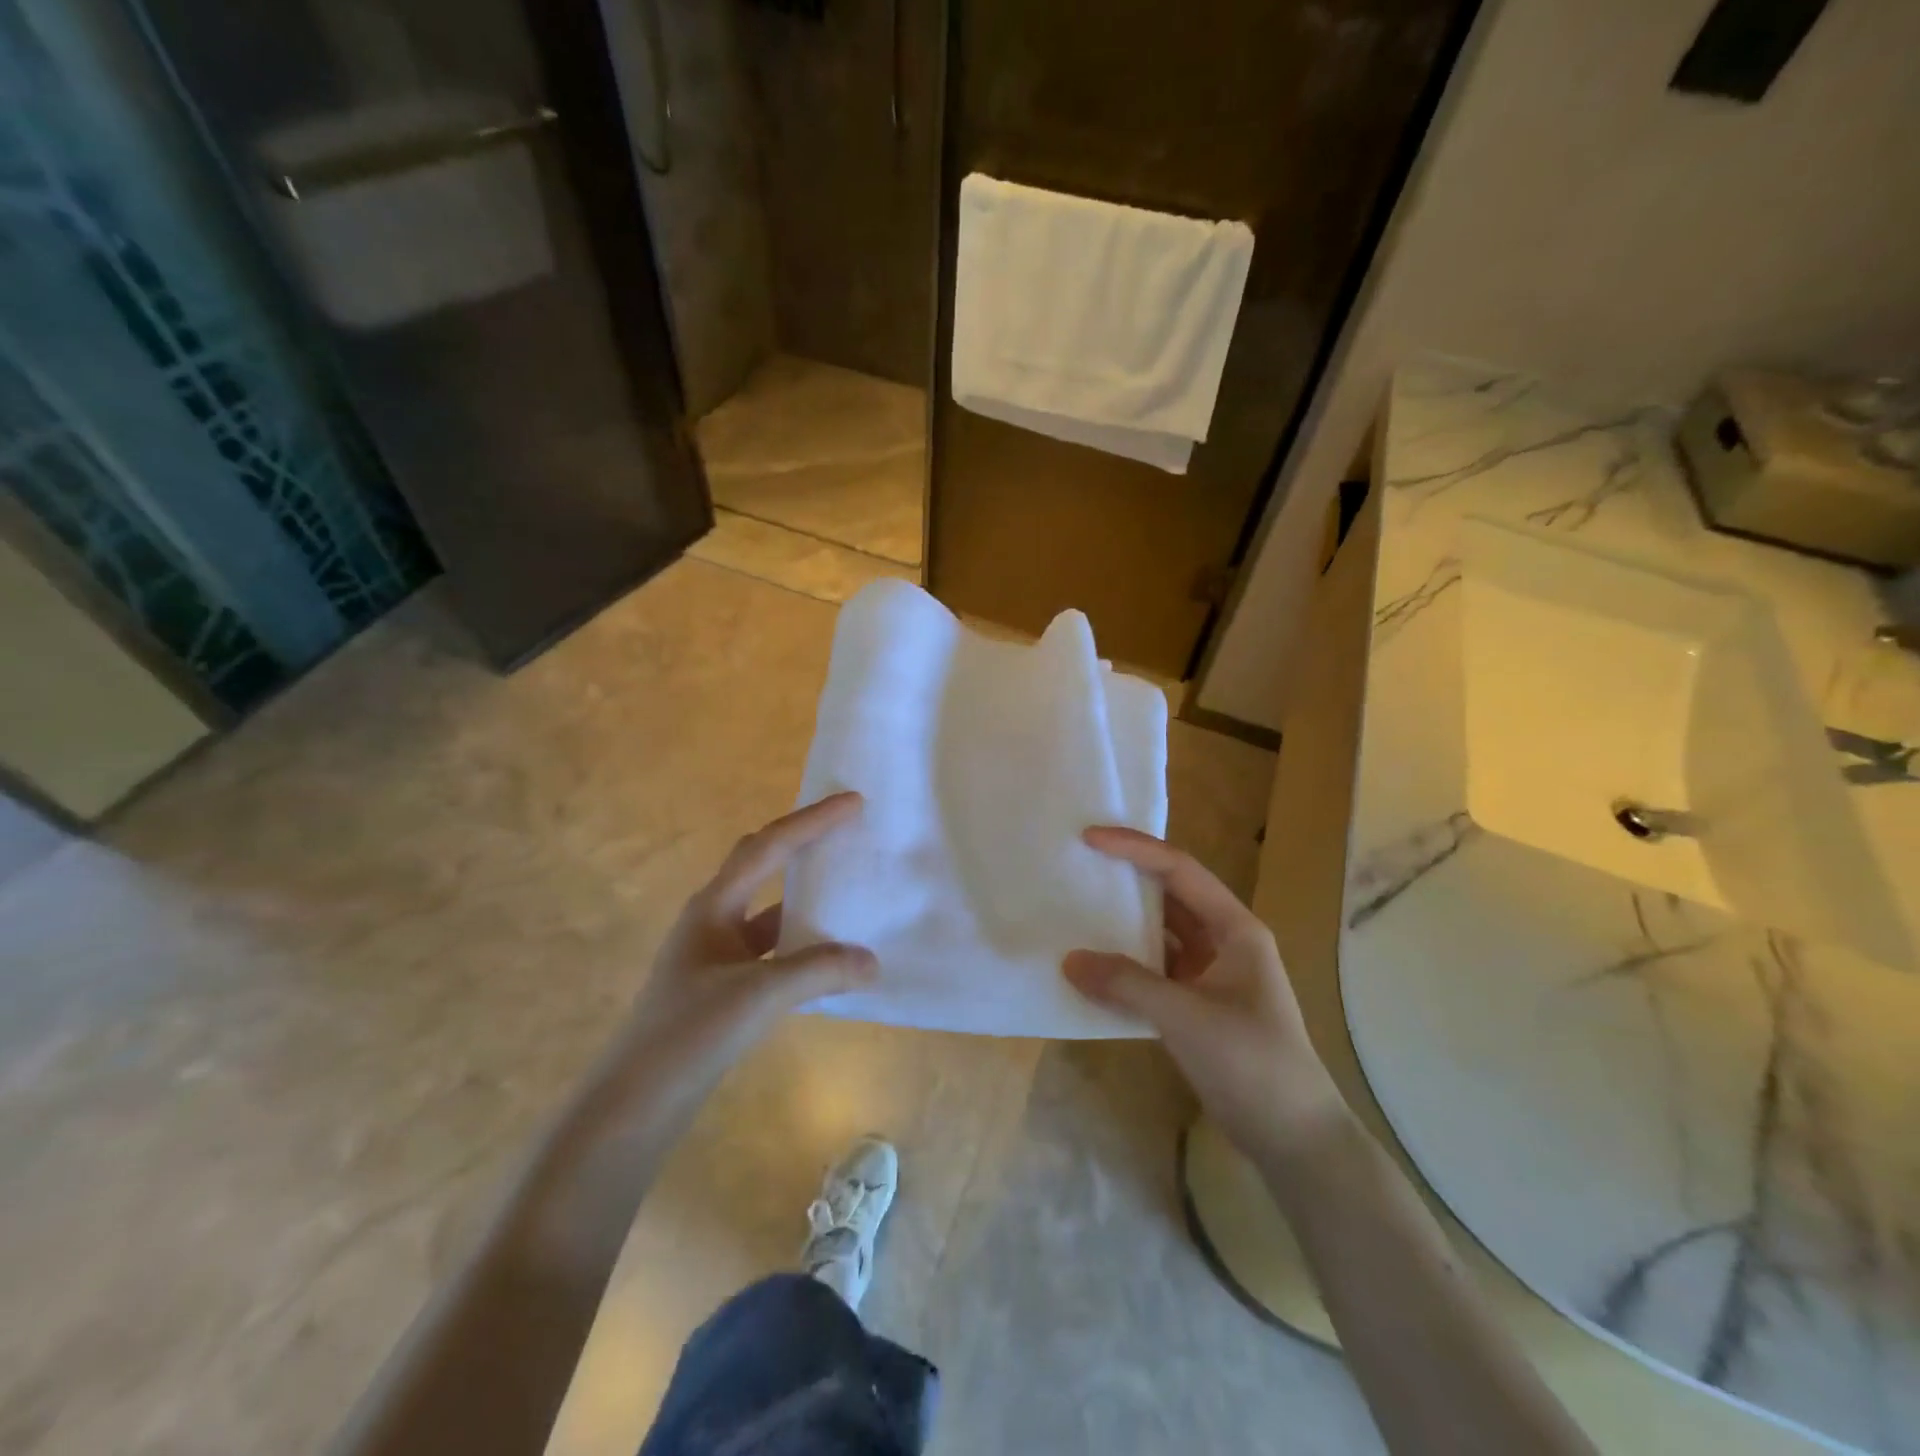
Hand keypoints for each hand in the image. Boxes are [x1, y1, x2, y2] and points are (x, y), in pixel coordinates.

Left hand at [623, 792, 877, 1078]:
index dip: (812, 821)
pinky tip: (829, 954)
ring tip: (847, 888)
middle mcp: (714, 920)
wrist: (635, 1103)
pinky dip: (801, 942)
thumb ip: (818, 971)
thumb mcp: (758, 996)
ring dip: (804, 896)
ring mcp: (717, 954)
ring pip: (769, 910)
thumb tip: (872, 961)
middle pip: (763, 864)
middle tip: (847, 831)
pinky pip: (772, 948)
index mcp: (714, 906)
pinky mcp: (724, 986)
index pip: (768, 847)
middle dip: (803, 843)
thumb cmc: (689, 1033)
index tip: (853, 802)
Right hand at [1063, 826, 1348, 1165]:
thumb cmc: (1252, 1064)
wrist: (1296, 1139)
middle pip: (1170, 896)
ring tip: (1077, 909)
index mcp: (1235, 929)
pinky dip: (1126, 965)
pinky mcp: (1199, 1005)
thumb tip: (1069, 961)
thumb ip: (1127, 985)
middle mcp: (1225, 942)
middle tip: (1079, 865)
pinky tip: (1094, 968)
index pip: (1180, 870)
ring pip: (1161, 934)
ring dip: (1124, 924)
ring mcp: (1212, 974)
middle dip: (1127, 879)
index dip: (1135, 849)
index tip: (1089, 838)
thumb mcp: (1187, 1018)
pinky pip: (1156, 970)